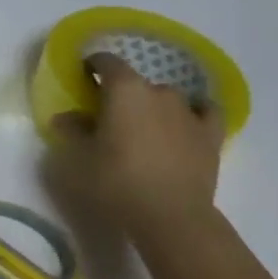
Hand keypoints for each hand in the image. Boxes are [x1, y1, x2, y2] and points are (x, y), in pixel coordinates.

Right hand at [40, 54, 226, 249]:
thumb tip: (66, 117)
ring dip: (152, 107)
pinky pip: (203, 111)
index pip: (105, 61)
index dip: (92, 66)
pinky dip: (193, 112)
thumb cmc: (117, 181)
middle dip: (120, 95)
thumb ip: (71, 130)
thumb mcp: (78, 158)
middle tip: (108, 119)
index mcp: (124, 89)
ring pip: (165, 98)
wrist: (171, 216)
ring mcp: (188, 111)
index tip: (82, 79)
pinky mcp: (211, 133)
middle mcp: (158, 90)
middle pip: (134, 82)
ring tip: (143, 131)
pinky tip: (184, 124)